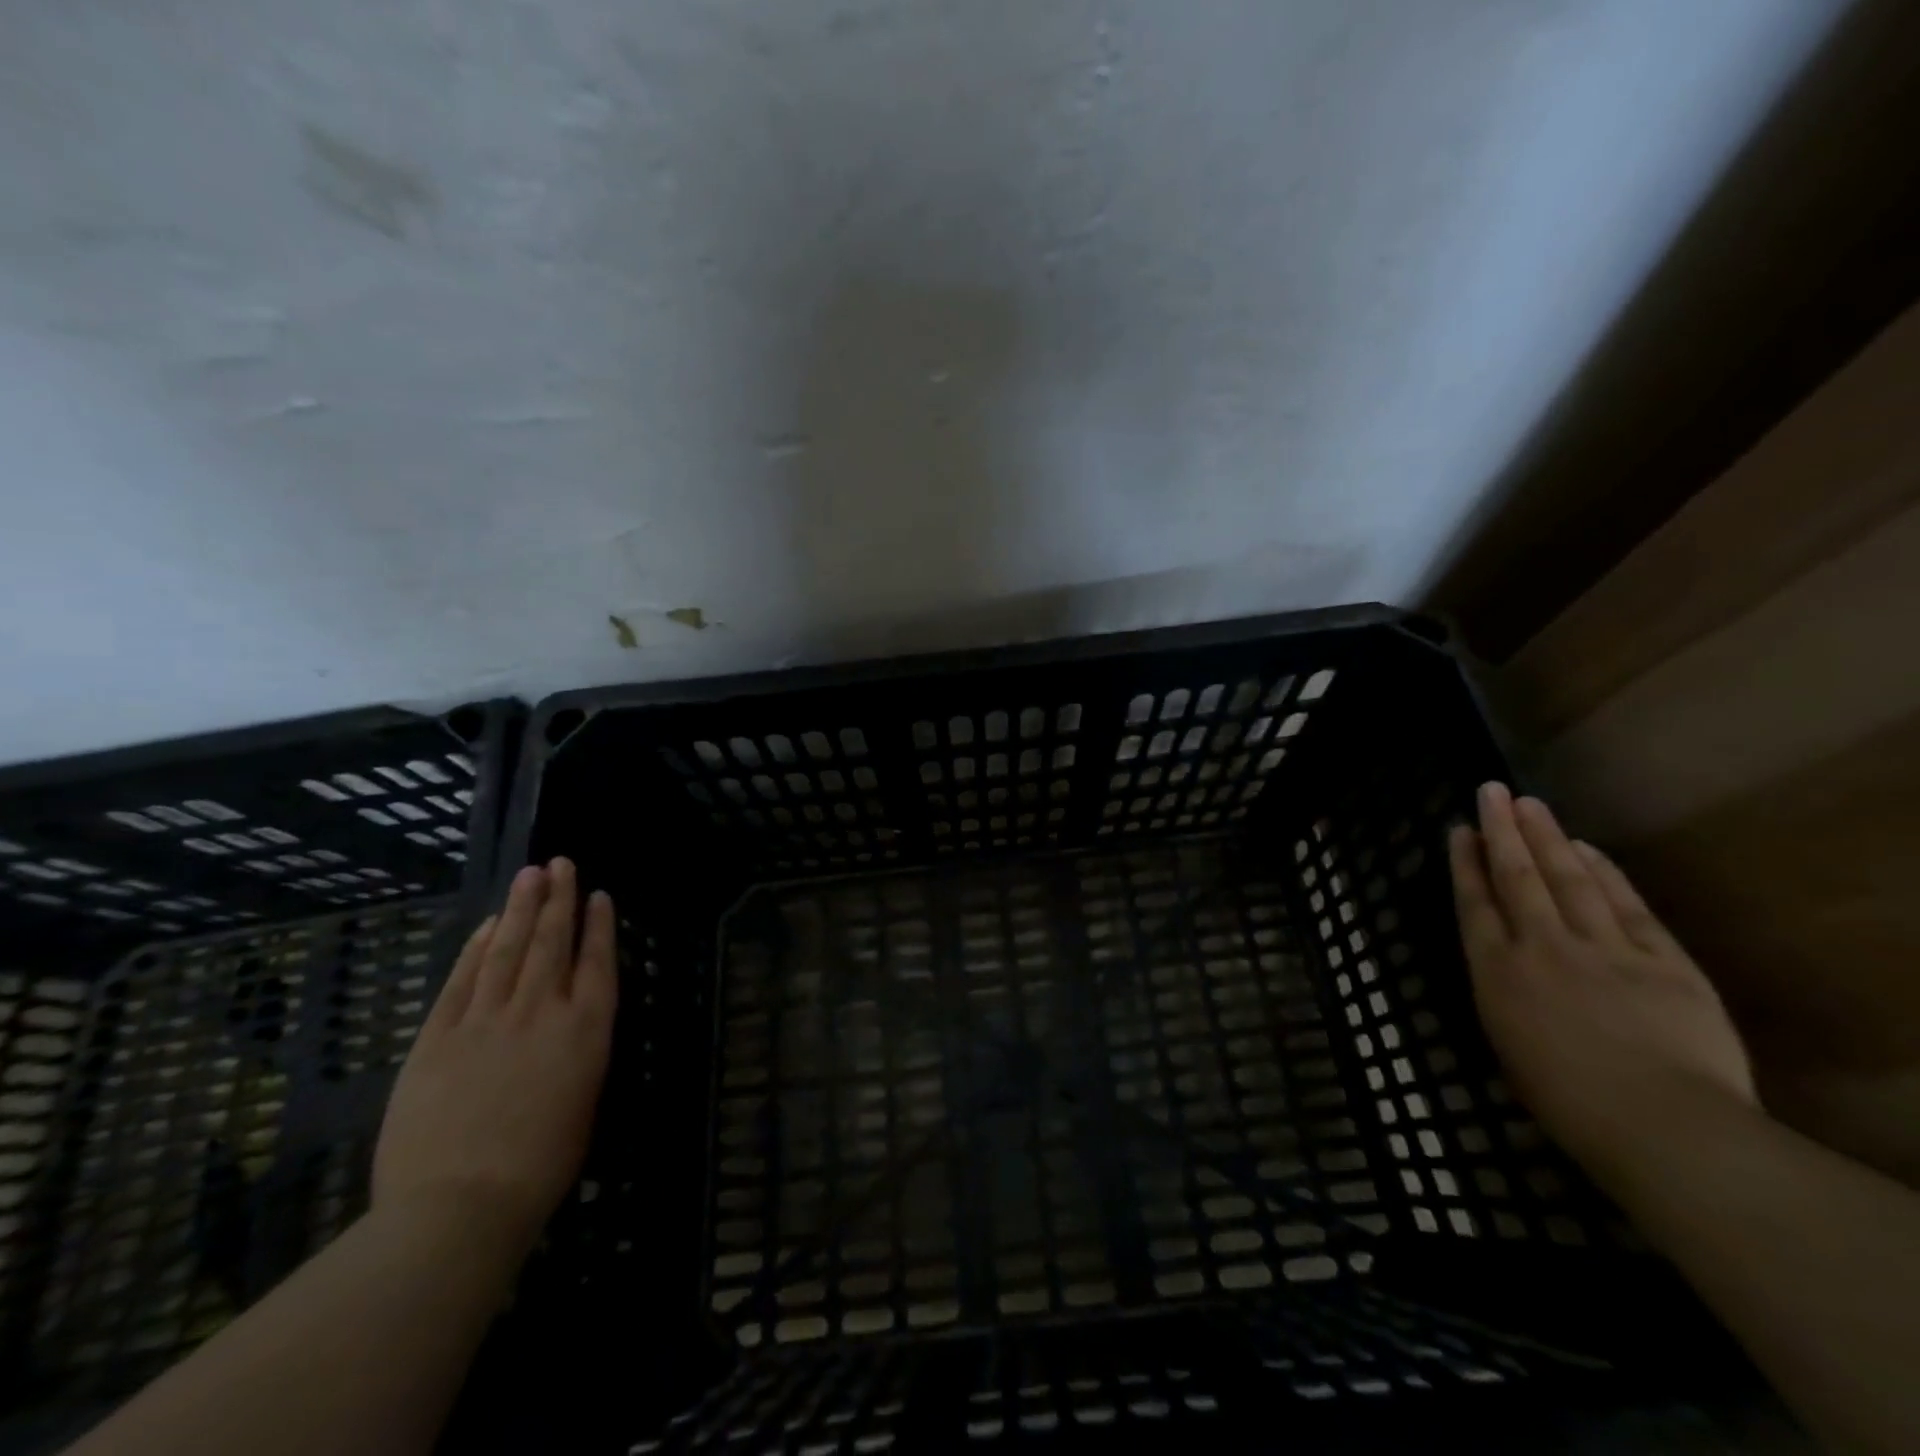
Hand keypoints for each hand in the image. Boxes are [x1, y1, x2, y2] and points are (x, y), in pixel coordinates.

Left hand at [373, 859, 617, 1259]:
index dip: (598, 926)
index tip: (598, 895)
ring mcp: (487, 1020)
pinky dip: (476, 948)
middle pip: (551, 943)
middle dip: (558, 899)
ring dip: (520, 909)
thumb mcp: (584, 1102)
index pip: (597, 962)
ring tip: (530, 875)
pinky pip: (462, 981)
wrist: (459, 1206)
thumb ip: (579, 1052)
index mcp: (585, 1031)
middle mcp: (542, 1012)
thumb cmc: (540, 1166)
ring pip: (508, 950)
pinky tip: (487, 926)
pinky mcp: (438, 1037)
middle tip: (559, 863)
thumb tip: (572, 1023)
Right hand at [1448, 783, 1754, 1191]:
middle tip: (1491, 791)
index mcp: (1497, 973)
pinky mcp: (1662, 960)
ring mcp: (1604, 948)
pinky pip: (1627, 905)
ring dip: (1547, 838)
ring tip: (1530, 804)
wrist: (1666, 1128)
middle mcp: (1542, 946)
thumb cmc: (1569, 1103)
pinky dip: (1606, 873)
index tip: (1460, 830)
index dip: (1465, 862)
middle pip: (1517, 876)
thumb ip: (1505, 995)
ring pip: (1568, 879)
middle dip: (1501, 830)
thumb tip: (1508, 965)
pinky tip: (1588, 849)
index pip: (1474, 903)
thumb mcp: (1509, 1046)